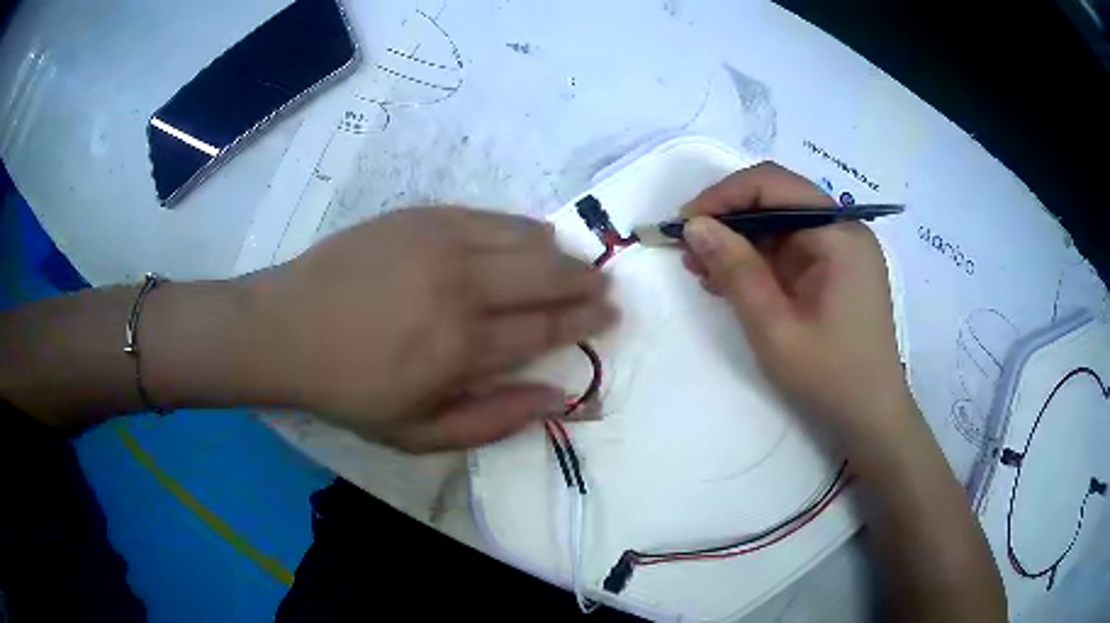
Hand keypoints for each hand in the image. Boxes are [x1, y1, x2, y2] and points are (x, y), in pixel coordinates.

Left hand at [251, 207, 615, 451]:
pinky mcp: (422, 216)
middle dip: (585, 280)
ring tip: (572, 262)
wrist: (287, 328)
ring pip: (524, 237)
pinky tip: (528, 237)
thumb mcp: (418, 433)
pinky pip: (489, 216)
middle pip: (546, 274)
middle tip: (604, 285)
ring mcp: (441, 241)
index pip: (546, 327)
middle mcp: (461, 285)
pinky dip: (519, 228)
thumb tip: (558, 398)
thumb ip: (494, 420)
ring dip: (558, 251)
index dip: (584, 320)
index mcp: (461, 346)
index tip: (610, 313)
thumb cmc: (349, 389)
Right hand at [680, 162, 910, 438]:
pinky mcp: (835, 270)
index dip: (724, 195)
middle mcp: (843, 230)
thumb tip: (694, 225)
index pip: (774, 185)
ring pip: (779, 225)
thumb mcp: (775, 327)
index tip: (685, 224)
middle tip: (688, 249)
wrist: (870, 417)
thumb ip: (735, 271)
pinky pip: (789, 250)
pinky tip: (729, 282)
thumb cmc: (830, 376)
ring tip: (702, 270)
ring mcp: (841, 250)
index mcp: (839, 233)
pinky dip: (758, 261)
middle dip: (729, 219)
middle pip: (777, 200)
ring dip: (739, 241)